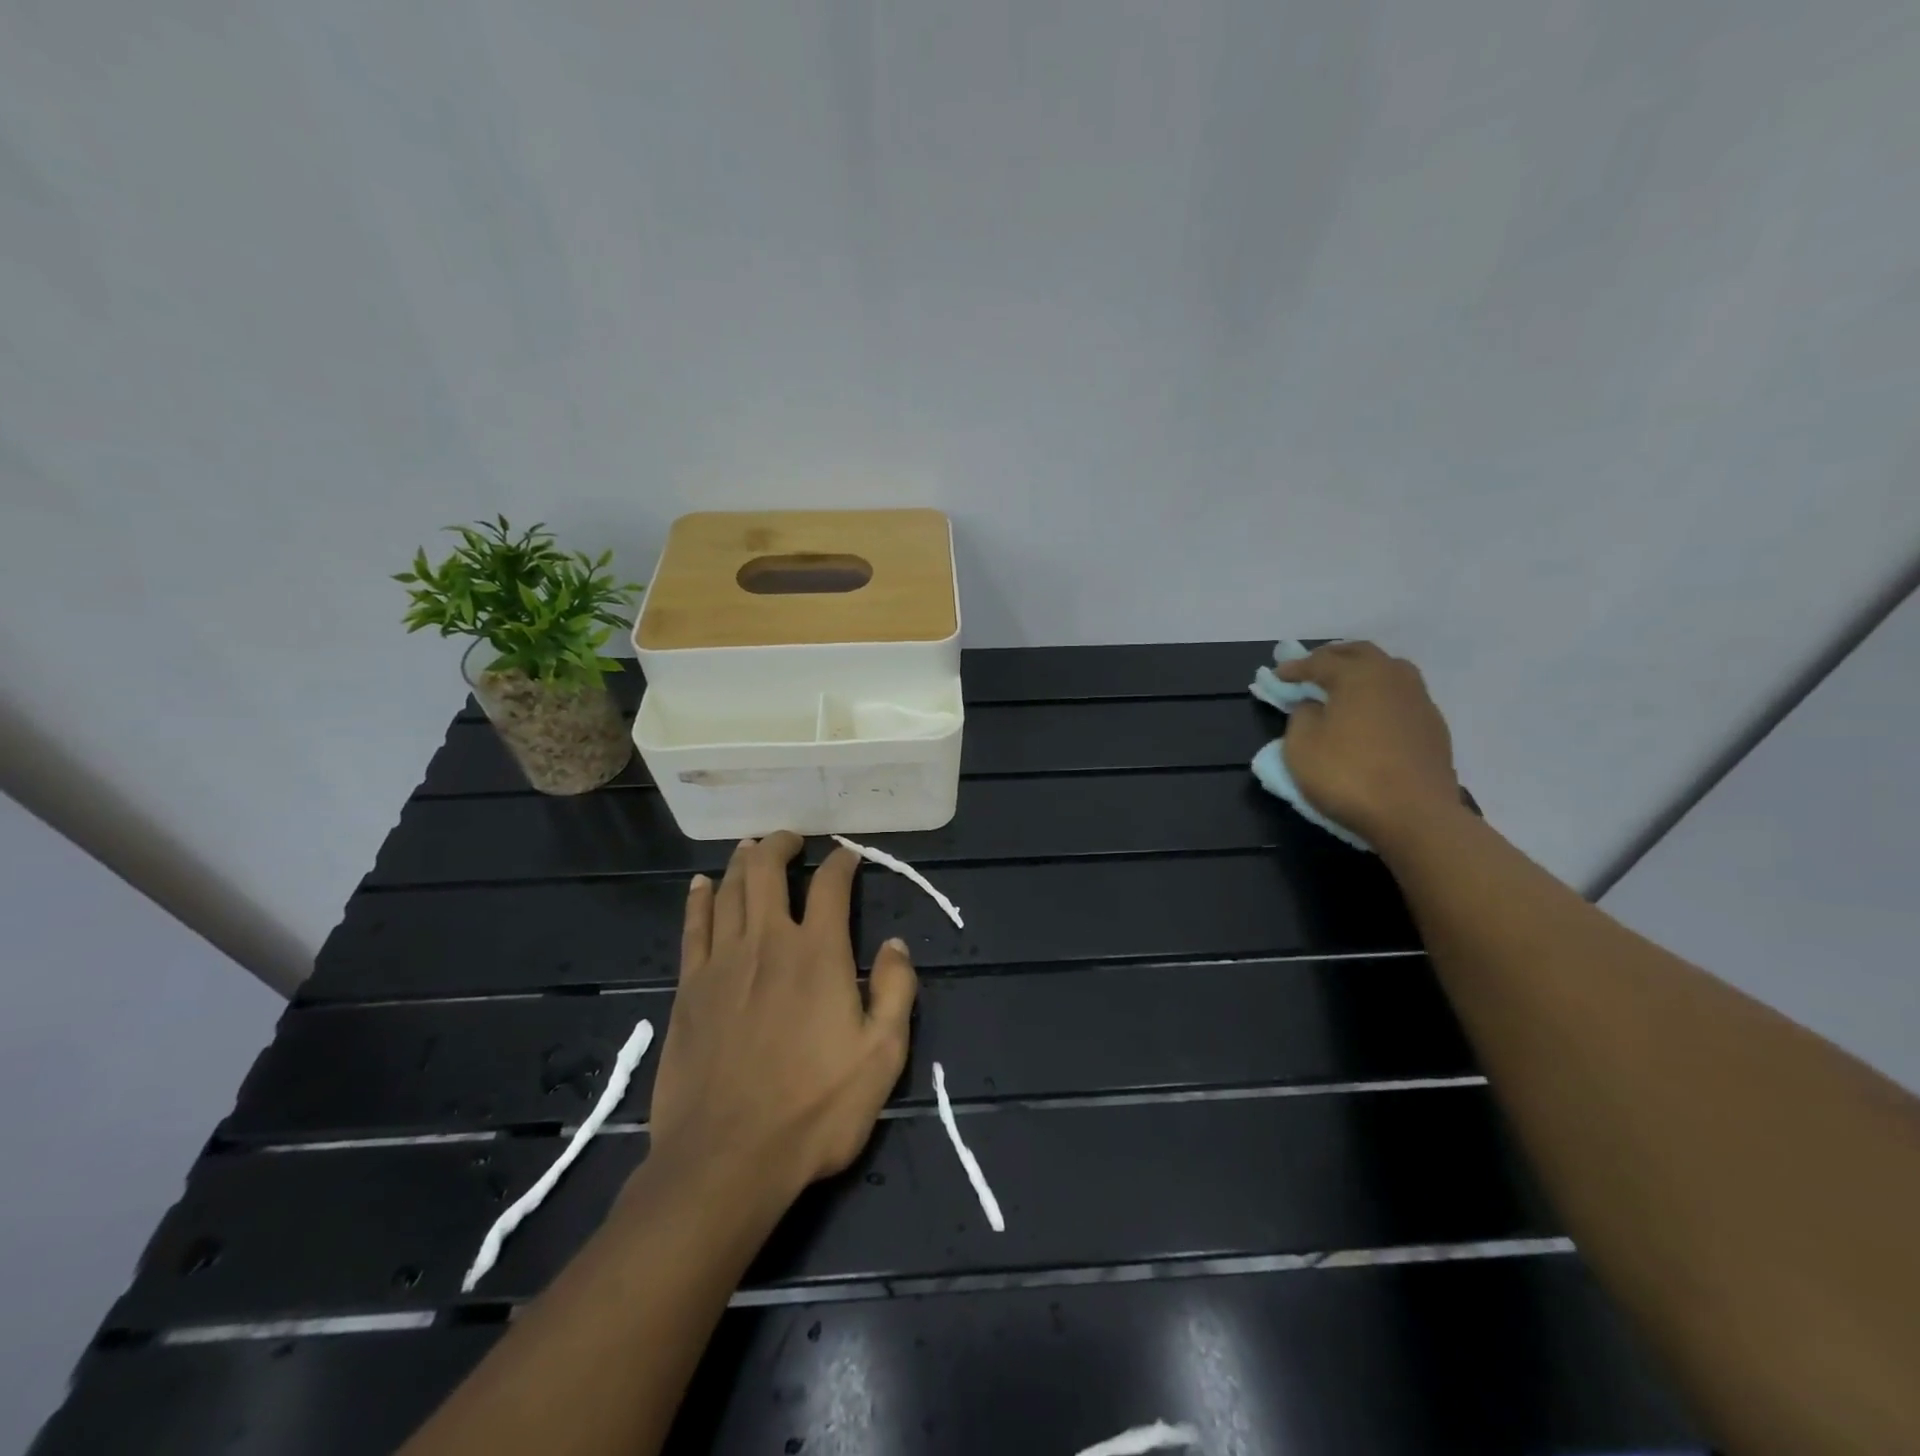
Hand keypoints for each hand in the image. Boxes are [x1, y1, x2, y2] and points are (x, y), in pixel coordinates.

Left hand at [646, 833, 917, 1203]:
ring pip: (728, 891)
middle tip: (791, 838)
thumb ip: (896, 991)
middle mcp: (768, 942)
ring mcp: (722, 963)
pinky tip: (701, 885)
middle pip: (766, 871)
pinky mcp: (688, 988)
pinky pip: (692, 927)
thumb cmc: (815, 1109)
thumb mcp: (882, 1055)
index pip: (831, 886)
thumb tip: (897, 944)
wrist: (727, 1159)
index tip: (848, 855)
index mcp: (818, 953)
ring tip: (751, 848)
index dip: (842, 862)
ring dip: (741, 862)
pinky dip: (698, 899)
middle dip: (780, 845)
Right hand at [1277, 642, 1460, 848]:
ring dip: (1362, 673)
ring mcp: (1420, 701)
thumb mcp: (1301, 746)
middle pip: (1361, 654)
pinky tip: (1370, 716)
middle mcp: (1393, 677)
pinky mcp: (1434, 727)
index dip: (1295, 668)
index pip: (1320, 661)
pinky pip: (1401, 698)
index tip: (1277, 676)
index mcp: (1358, 675)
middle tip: (1312, 670)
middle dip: (1333, 657)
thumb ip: (1302, 716)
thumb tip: (1314, 706)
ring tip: (1344, 689)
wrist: (1415, 815)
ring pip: (1388, 672)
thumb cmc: (1348, 775)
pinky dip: (1381, 697)